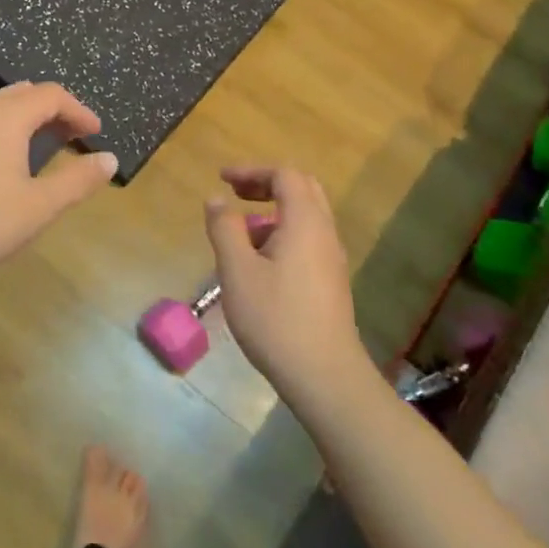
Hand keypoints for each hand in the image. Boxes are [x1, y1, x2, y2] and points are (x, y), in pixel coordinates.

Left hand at [0, 82, 117, 287]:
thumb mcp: (38, 206)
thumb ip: (77, 180)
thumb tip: (109, 159)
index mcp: (6, 116)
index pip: (51, 95)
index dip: (79, 110)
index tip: (96, 133)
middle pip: (22, 94)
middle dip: (52, 110)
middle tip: (72, 136)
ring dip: (25, 121)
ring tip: (40, 148)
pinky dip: (0, 132)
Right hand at [204, 166, 361, 394]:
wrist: (324, 376)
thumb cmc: (276, 319)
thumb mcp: (237, 271)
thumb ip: (225, 228)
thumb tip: (217, 199)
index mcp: (305, 222)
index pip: (284, 176)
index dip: (252, 171)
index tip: (222, 179)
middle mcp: (324, 233)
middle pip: (302, 190)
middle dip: (266, 185)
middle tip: (235, 194)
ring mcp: (331, 259)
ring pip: (306, 217)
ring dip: (273, 212)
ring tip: (240, 234)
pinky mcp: (331, 282)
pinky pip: (307, 240)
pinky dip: (282, 234)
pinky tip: (258, 264)